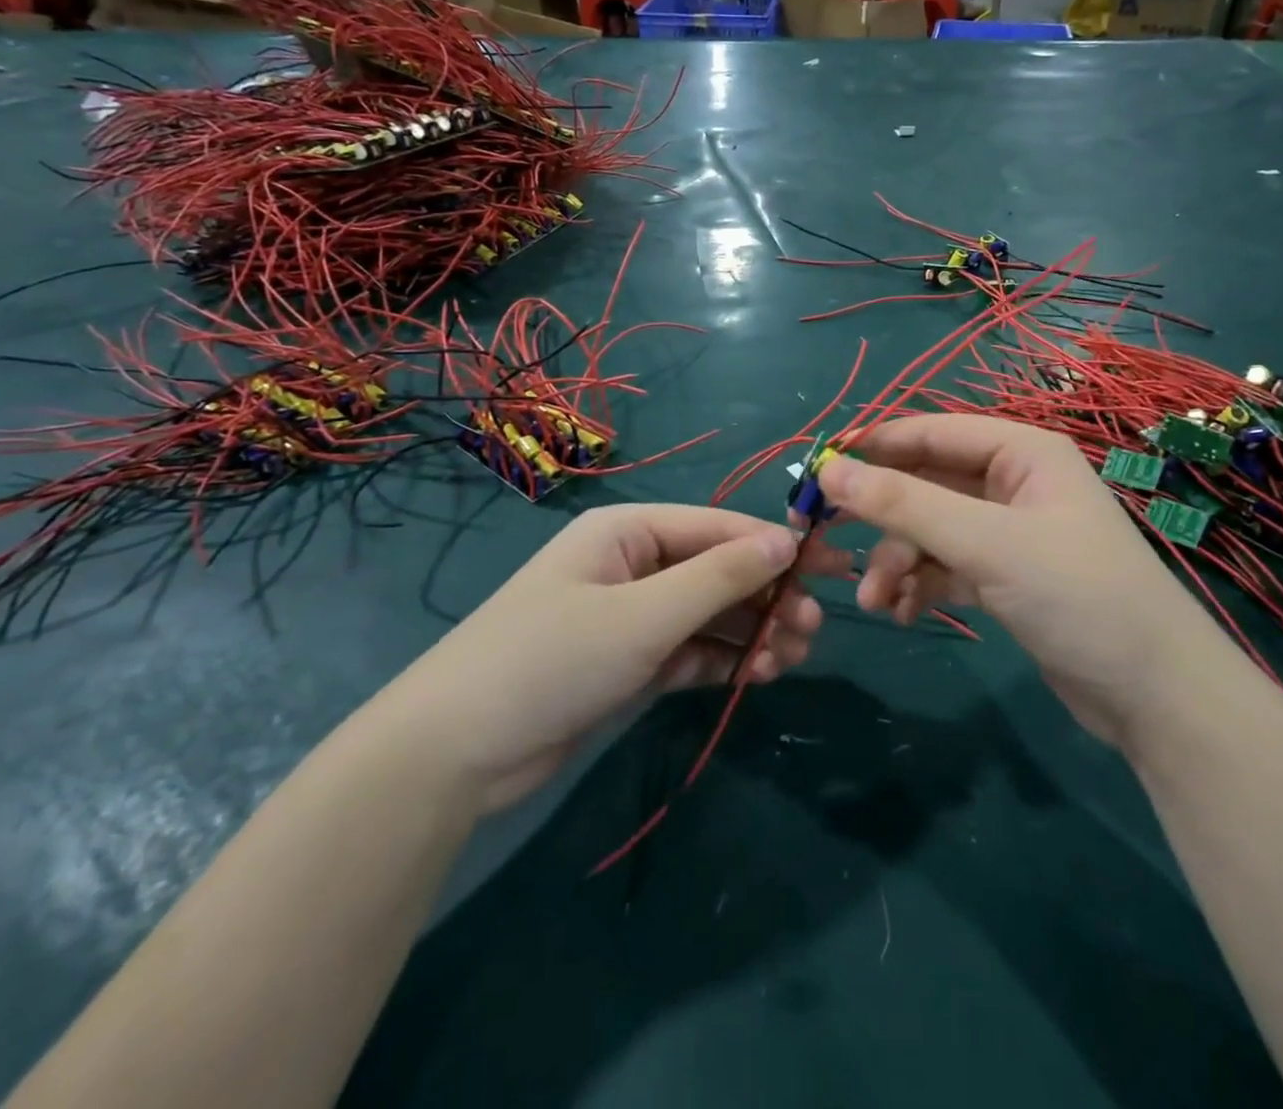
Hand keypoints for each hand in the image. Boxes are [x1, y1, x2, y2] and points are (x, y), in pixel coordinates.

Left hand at [374, 505, 847, 812]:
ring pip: (706, 614)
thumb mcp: (644, 615)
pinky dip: (722, 660)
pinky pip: (688, 650)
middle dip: (765, 595)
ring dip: (750, 631)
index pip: (718, 528)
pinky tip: (759, 674)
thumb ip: (719, 577)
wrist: (454, 753)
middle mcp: (631, 564)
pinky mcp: (626, 662)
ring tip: (794, 656)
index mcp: (628, 531)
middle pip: (716, 570)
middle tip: (813, 628)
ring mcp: (629, 616)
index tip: (828, 570)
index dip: (776, 546)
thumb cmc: (552, 659)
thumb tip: (787, 541)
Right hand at [817, 416, 1212, 745]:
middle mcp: (1014, 481)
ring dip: (897, 561)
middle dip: (883, 518)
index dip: (873, 447)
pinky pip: (946, 564)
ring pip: (931, 529)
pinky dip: (921, 583)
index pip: (930, 431)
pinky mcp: (1007, 574)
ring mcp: (1010, 530)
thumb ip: (905, 504)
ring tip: (876, 602)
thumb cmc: (1077, 595)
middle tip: (825, 538)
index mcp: (1021, 450)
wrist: (1155, 695)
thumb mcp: (985, 544)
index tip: (818, 472)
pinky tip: (904, 612)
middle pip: (926, 483)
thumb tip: (830, 470)